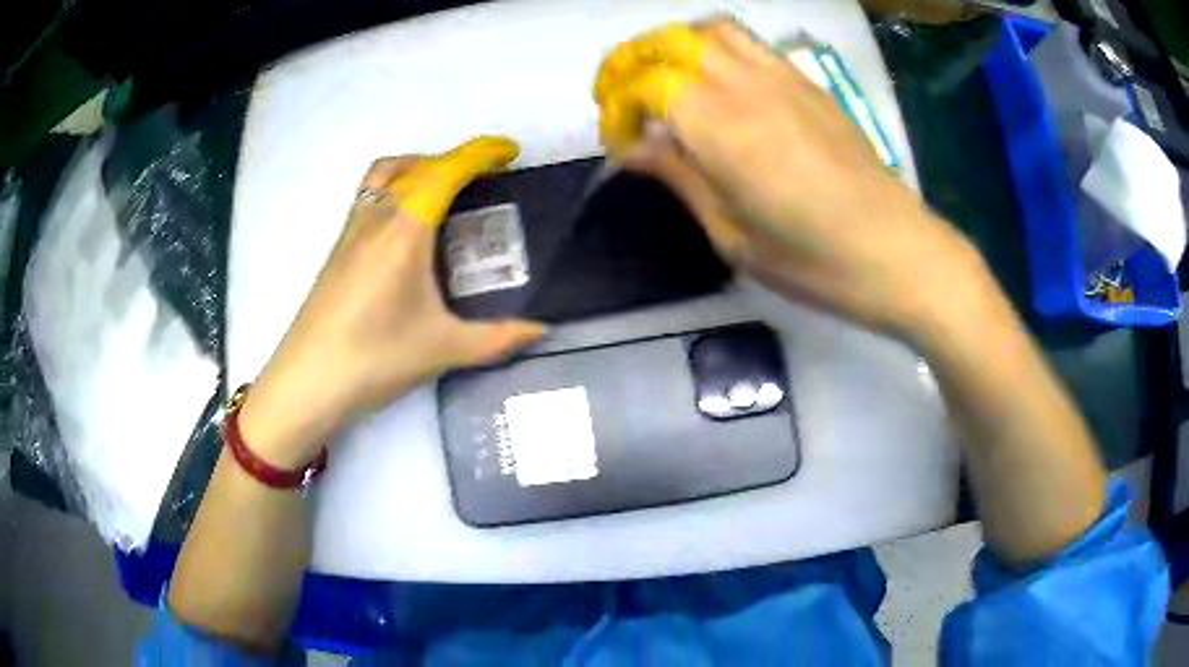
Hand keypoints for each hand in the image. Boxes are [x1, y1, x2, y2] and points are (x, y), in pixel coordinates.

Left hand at [239, 137, 544, 466]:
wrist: (307, 383)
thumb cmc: (374, 361)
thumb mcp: (442, 350)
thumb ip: (497, 339)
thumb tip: (541, 330)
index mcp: (403, 234)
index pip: (443, 173)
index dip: (479, 154)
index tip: (509, 152)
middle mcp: (375, 219)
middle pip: (415, 165)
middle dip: (454, 160)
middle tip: (484, 181)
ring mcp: (351, 231)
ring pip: (385, 174)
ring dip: (419, 167)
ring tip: (446, 192)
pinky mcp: (337, 248)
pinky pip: (369, 195)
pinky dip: (396, 187)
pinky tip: (409, 226)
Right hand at [594, 19, 989, 340]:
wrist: (896, 251)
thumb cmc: (813, 261)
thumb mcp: (732, 235)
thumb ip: (679, 177)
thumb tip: (633, 146)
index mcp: (720, 127)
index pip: (646, 83)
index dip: (617, 105)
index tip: (618, 142)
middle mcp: (746, 85)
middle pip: (672, 41)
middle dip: (632, 61)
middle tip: (621, 97)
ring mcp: (783, 76)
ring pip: (711, 30)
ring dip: (674, 46)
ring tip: (664, 80)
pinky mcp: (809, 82)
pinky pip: (750, 43)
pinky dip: (716, 48)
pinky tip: (717, 83)